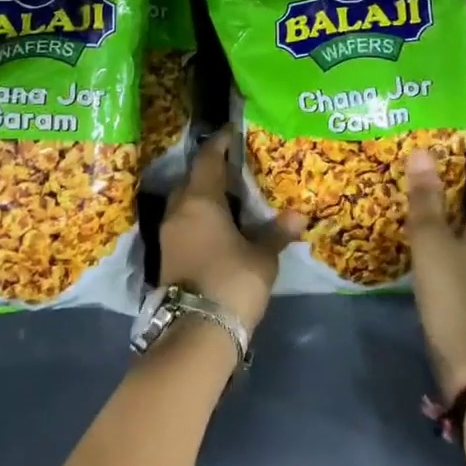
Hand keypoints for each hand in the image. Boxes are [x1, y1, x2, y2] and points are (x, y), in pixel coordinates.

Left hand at [158, 128, 300, 332]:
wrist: (195, 332)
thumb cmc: (232, 283)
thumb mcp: (262, 258)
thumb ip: (276, 233)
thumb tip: (298, 215)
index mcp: (200, 200)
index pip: (208, 158)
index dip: (220, 143)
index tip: (233, 133)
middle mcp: (179, 210)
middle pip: (194, 178)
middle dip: (213, 170)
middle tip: (238, 167)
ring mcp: (169, 233)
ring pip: (187, 202)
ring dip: (205, 196)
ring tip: (232, 196)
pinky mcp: (167, 255)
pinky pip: (185, 223)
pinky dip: (200, 217)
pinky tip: (220, 225)